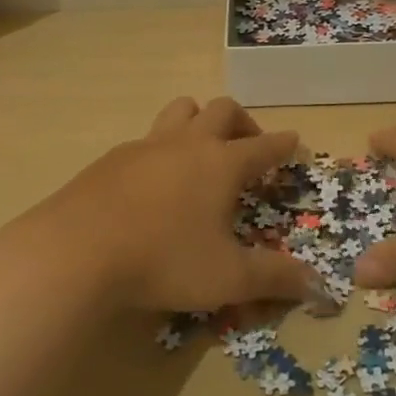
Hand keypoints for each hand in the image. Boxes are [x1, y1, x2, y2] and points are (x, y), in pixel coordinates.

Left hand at [32, 96, 315, 312]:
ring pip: (181, 110)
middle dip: (243, 122)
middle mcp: (188, 142)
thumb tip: (318, 285)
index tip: (294, 142)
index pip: (264, 145)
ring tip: (202, 150)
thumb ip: (274, 279)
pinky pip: (148, 138)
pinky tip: (154, 181)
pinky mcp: (113, 157)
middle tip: (248, 147)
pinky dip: (163, 148)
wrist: (77, 249)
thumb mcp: (227, 277)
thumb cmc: (164, 259)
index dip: (283, 144)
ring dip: (199, 120)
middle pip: (222, 110)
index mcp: (222, 163)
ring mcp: (147, 145)